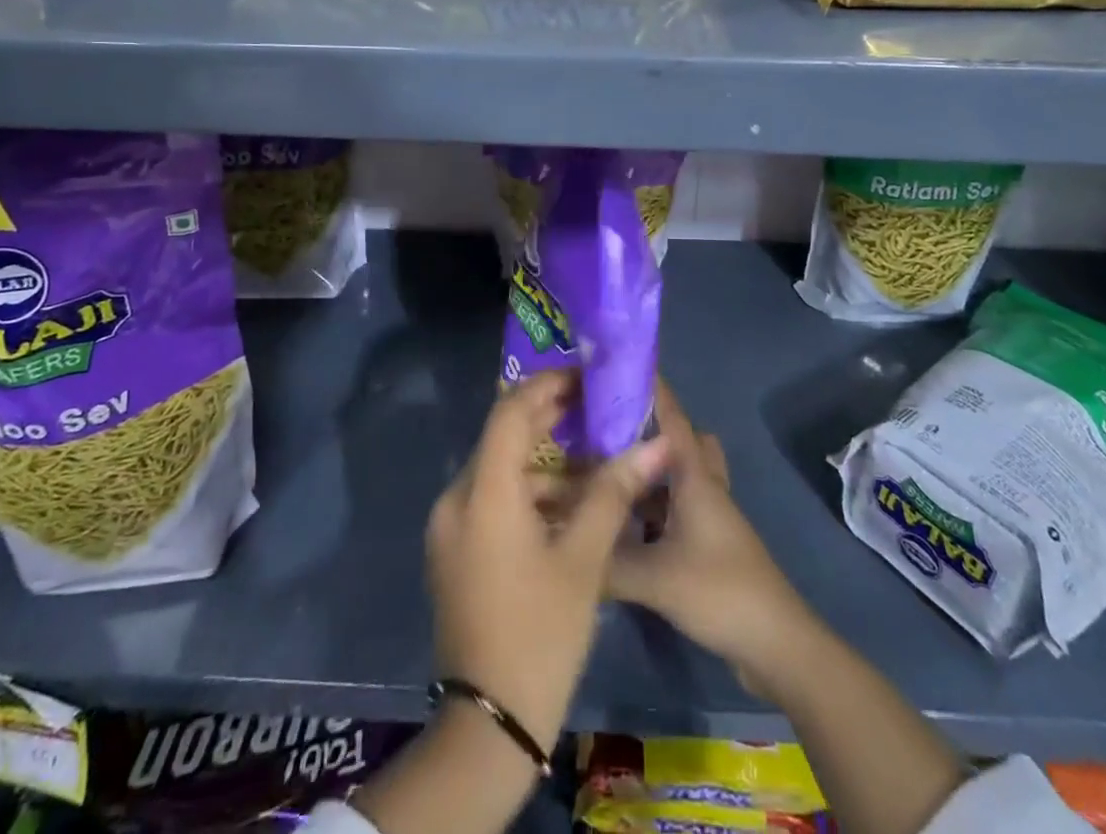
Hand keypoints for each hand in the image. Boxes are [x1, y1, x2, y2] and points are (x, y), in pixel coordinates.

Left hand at [426, 371, 670, 752]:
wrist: (488, 729)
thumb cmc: (539, 634)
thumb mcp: (583, 560)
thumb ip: (613, 492)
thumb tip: (655, 445)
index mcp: (482, 493)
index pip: (509, 412)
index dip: (546, 385)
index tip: (584, 376)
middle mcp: (456, 500)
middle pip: (502, 437)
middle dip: (548, 419)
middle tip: (594, 407)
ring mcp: (450, 529)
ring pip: (499, 472)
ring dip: (542, 462)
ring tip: (593, 458)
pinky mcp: (455, 552)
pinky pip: (491, 501)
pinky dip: (528, 494)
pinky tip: (568, 505)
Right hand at [606, 379, 812, 692]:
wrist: (776, 644)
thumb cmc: (719, 591)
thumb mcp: (654, 578)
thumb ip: (606, 561)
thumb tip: (566, 545)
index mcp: (695, 477)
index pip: (671, 417)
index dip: (651, 388)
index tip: (620, 366)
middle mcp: (704, 487)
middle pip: (679, 440)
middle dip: (648, 429)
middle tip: (606, 430)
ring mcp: (710, 516)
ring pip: (677, 476)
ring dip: (648, 471)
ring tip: (605, 473)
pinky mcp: (709, 544)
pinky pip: (676, 508)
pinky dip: (653, 508)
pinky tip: (623, 525)